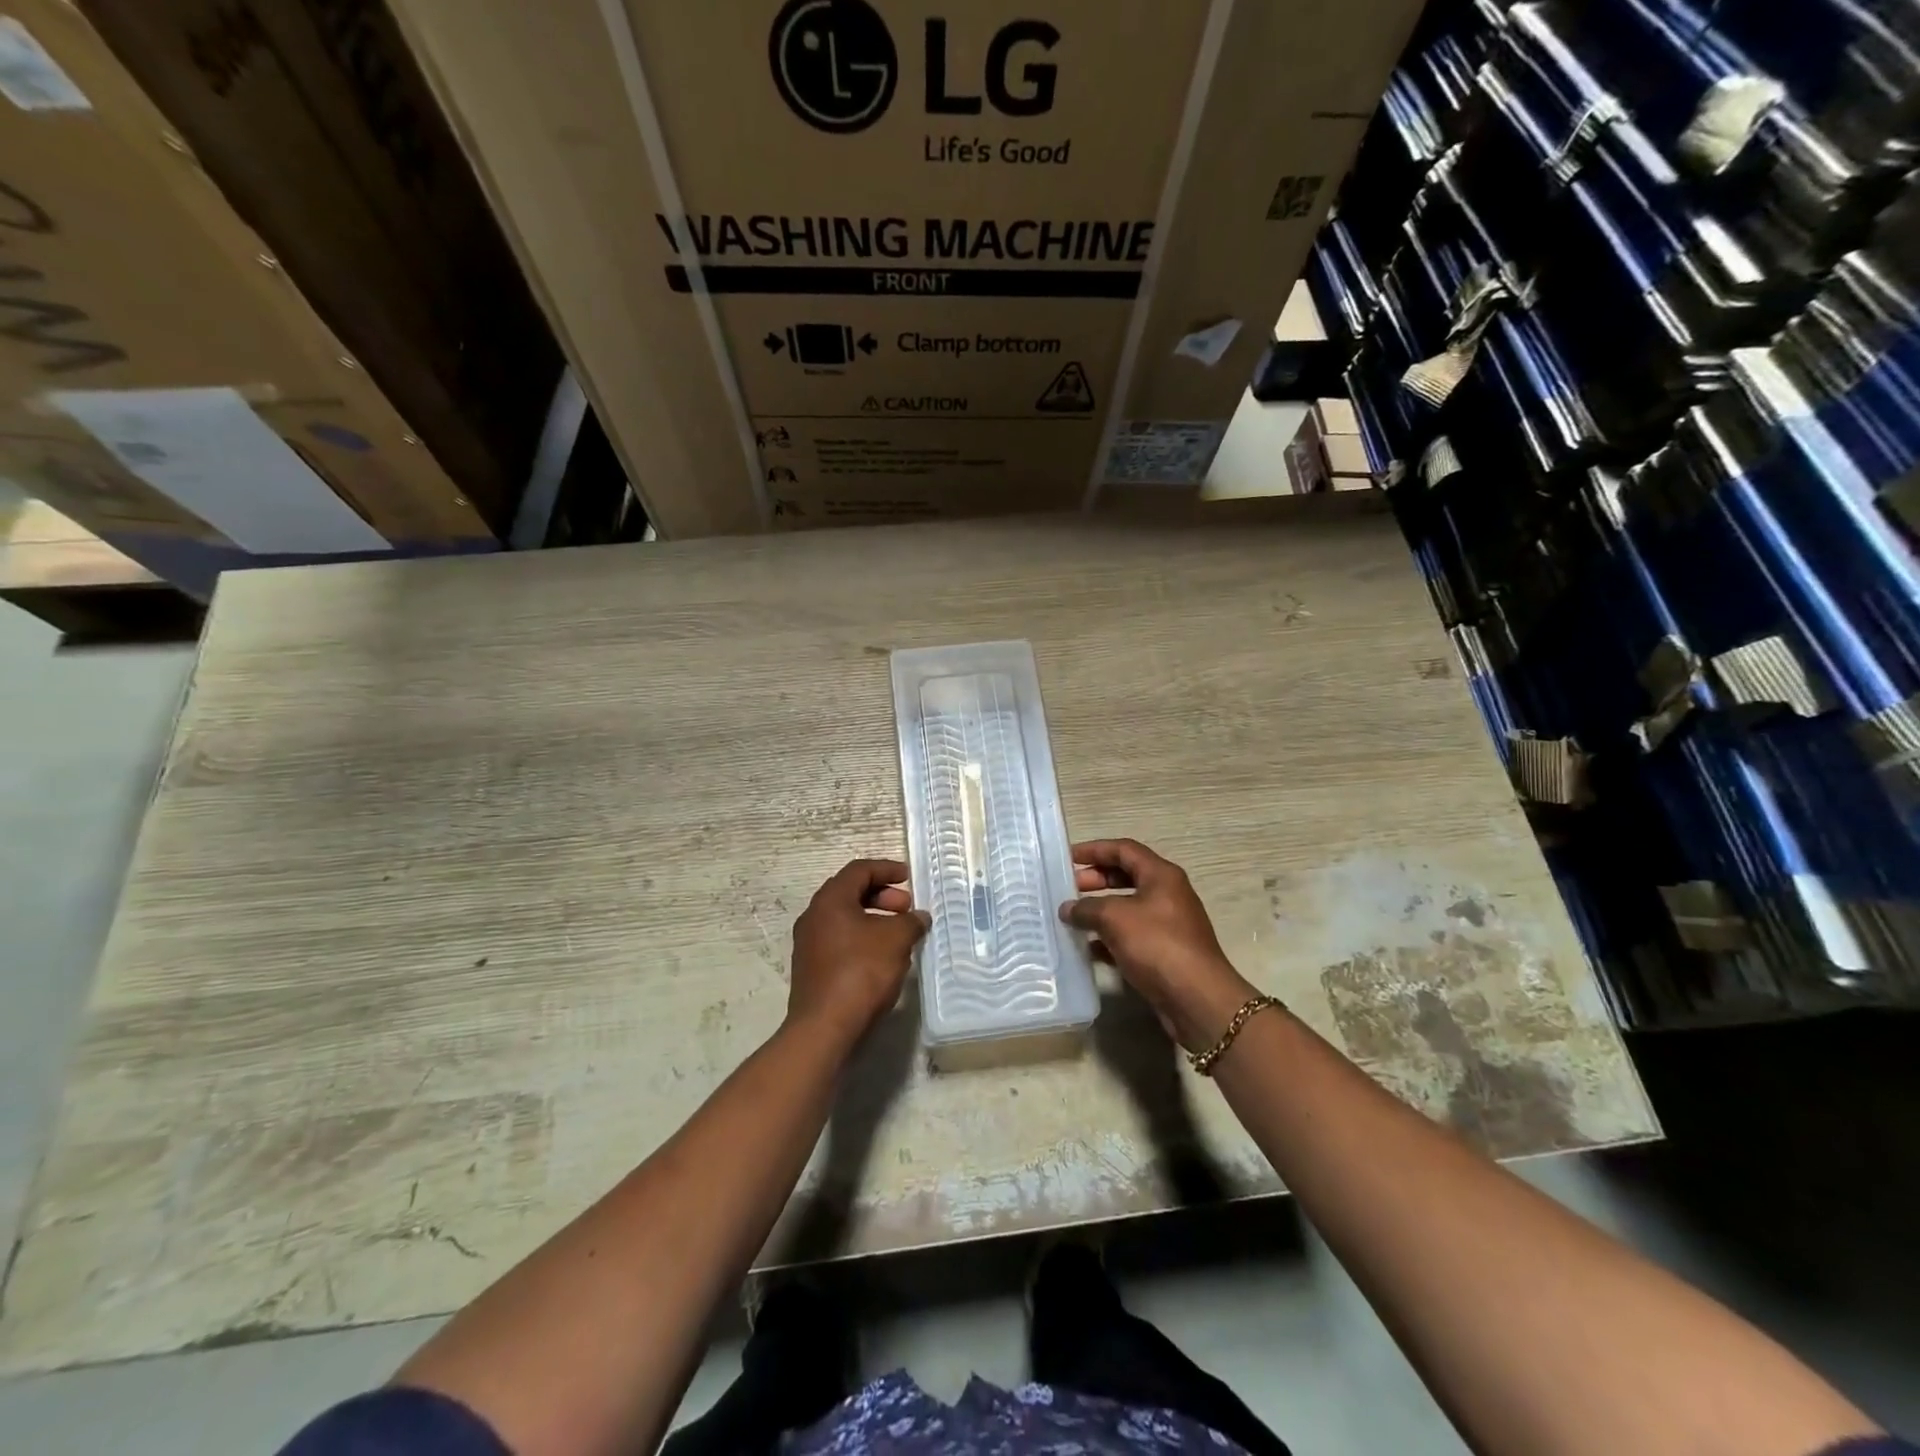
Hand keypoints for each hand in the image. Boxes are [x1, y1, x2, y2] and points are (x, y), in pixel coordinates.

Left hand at [788, 859, 929, 1045]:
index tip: (908, 878)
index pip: (859, 870)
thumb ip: (911, 922)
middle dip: (882, 896)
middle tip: (906, 909)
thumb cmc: (861, 972)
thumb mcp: (896, 940)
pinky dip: (863, 938)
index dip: (886, 869)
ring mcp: (808, 944)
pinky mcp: (811, 968)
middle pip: (850, 892)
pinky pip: (840, 940)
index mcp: (830, 900)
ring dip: (874, 919)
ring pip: (845, 919)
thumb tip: (919, 917)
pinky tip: (883, 958)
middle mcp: (814, 916)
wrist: (824, 1027)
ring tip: (899, 935)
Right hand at [1060, 839, 1261, 1052]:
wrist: (1197, 999)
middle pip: (1126, 876)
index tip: (1067, 857)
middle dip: (1096, 879)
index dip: (1094, 849)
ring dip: (1100, 910)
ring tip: (1073, 917)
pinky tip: (1088, 948)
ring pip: (1127, 908)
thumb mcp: (1115, 918)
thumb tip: (1067, 908)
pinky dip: (1109, 938)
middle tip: (1069, 888)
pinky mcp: (1164, 953)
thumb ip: (1086, 908)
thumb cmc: (1157, 945)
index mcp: (1161, 875)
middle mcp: (1167, 895)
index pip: (1124, 850)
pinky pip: (1131, 936)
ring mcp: (1168, 925)